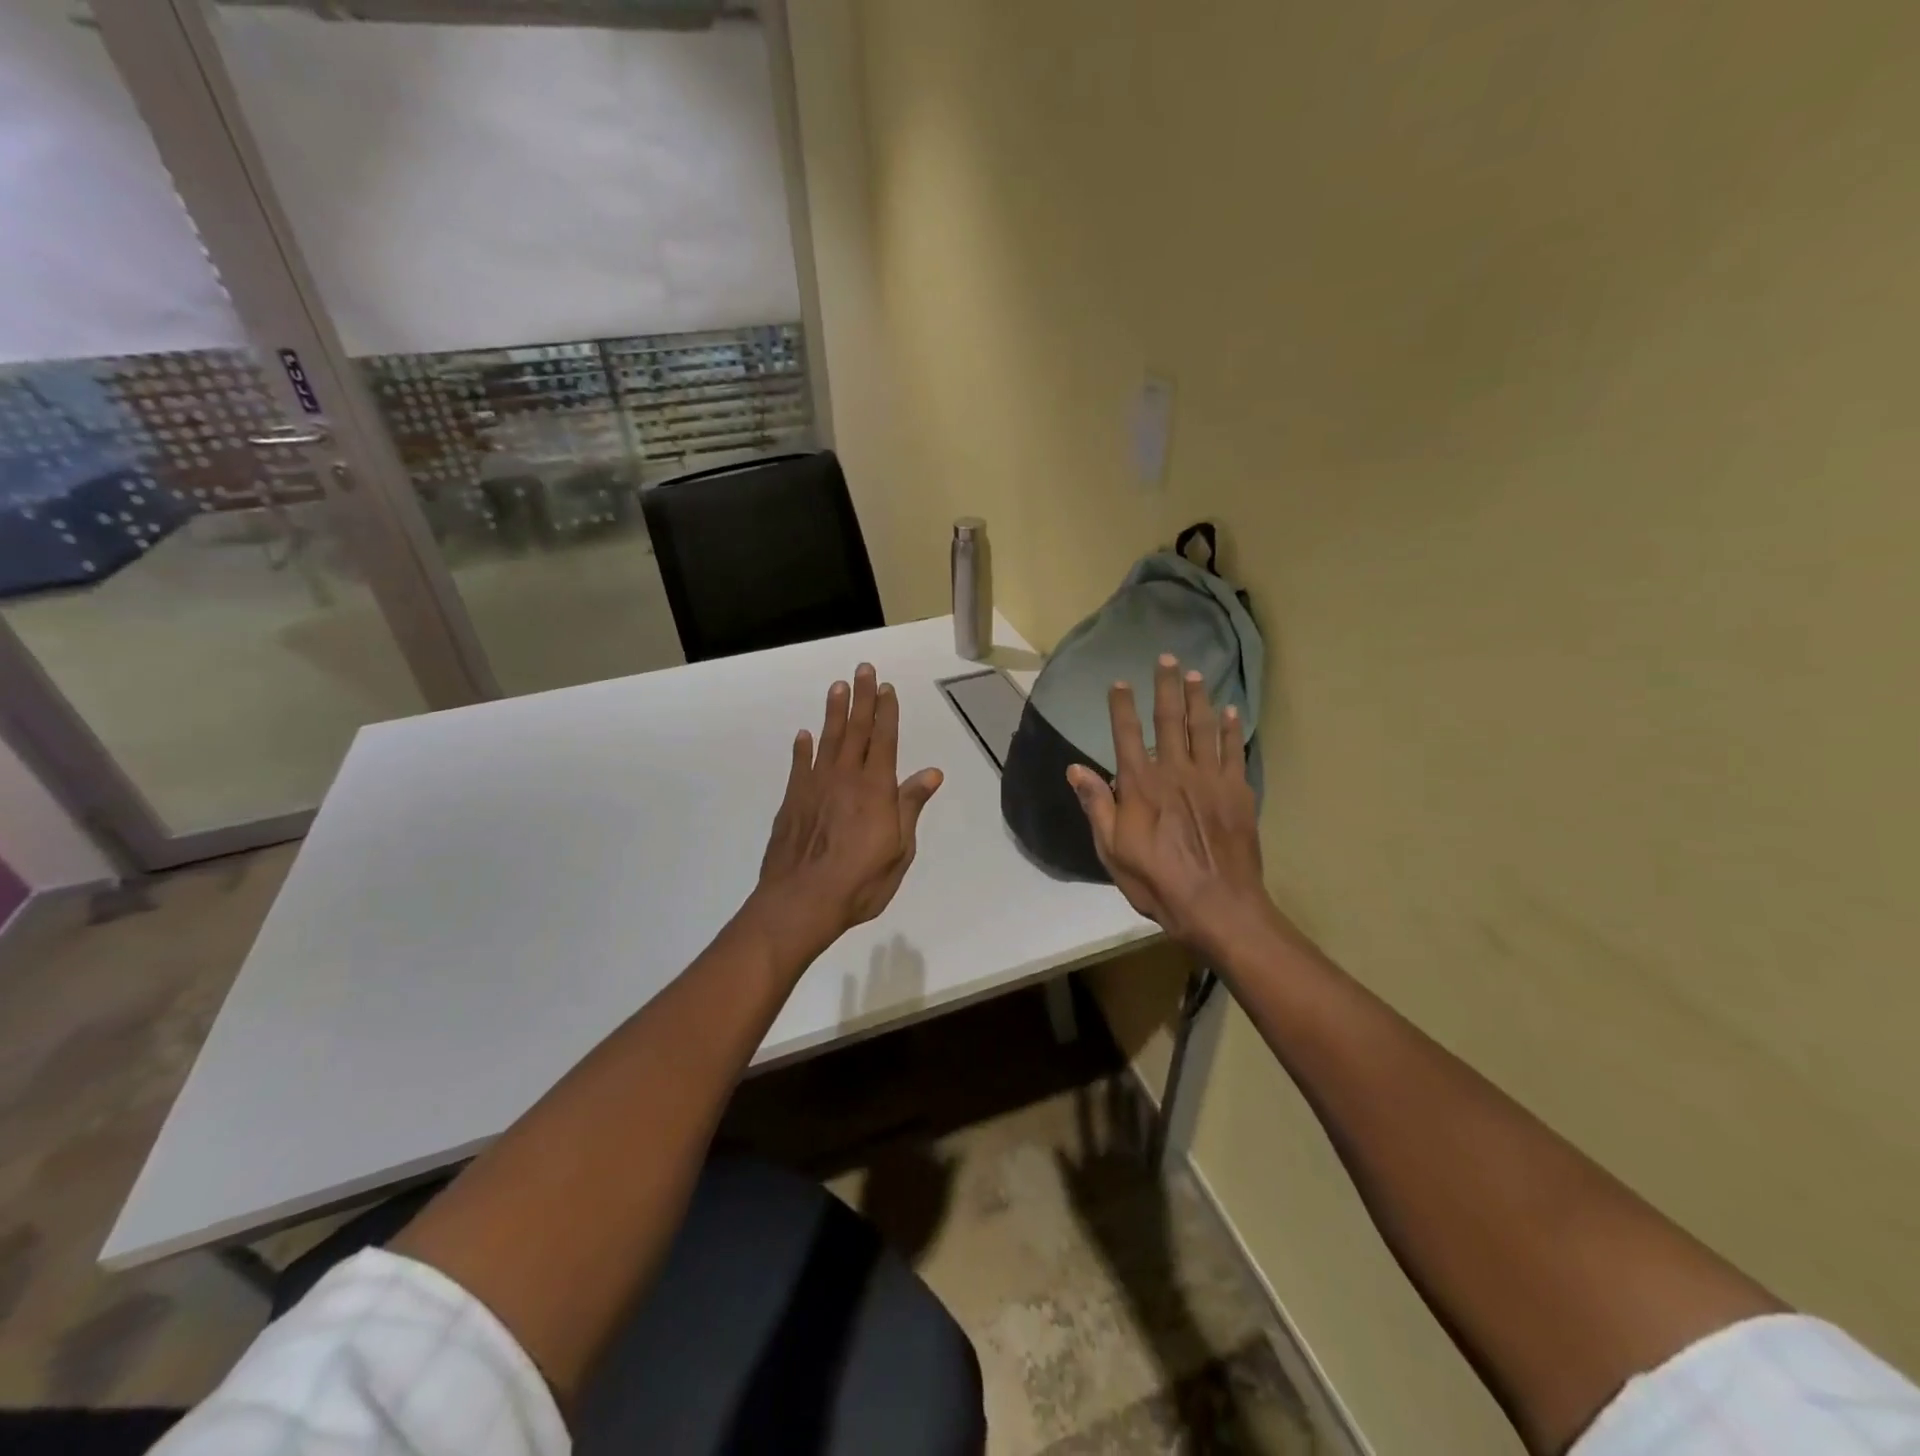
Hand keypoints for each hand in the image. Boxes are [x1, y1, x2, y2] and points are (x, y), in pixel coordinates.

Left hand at [757, 663, 943, 946]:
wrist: (802, 901)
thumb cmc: (861, 881)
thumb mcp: (900, 849)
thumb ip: (911, 806)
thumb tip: (932, 772)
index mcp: (877, 788)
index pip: (885, 740)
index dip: (887, 712)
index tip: (887, 688)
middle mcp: (846, 777)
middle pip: (856, 730)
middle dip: (862, 698)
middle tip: (863, 669)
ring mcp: (815, 786)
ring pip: (827, 739)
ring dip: (834, 712)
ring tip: (838, 686)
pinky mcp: (793, 800)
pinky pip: (799, 765)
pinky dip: (802, 748)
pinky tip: (804, 735)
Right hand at [1067, 654, 1271, 958]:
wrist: (1217, 904)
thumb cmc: (1156, 880)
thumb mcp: (1112, 848)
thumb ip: (1096, 804)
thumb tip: (1075, 768)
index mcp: (1141, 785)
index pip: (1126, 734)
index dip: (1122, 706)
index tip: (1119, 682)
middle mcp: (1175, 771)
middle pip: (1170, 720)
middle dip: (1166, 687)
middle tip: (1167, 658)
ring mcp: (1210, 779)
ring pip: (1204, 728)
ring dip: (1199, 698)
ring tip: (1196, 674)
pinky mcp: (1237, 792)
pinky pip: (1233, 751)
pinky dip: (1232, 729)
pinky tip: (1231, 711)